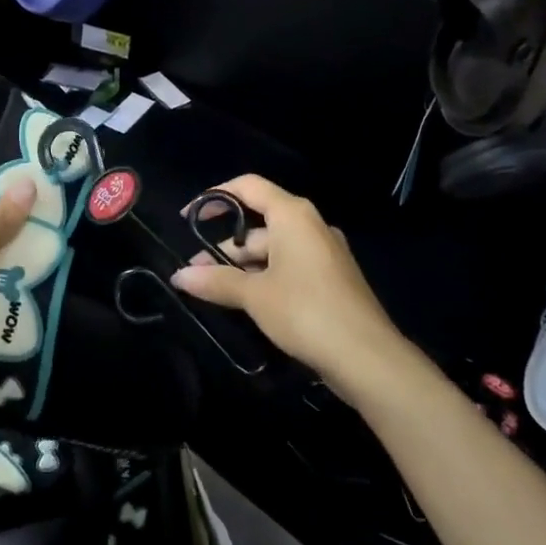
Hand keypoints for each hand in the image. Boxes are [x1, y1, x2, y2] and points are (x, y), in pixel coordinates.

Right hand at [171, 175, 401, 392]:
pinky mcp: (330, 279)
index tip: (188, 217)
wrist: (368, 358)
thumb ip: (215, 281)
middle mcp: (310, 226)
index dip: (215, 196)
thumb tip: (178, 275)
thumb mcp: (254, 295)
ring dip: (242, 267)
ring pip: (272, 250)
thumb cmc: (306, 311)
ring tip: (213, 292)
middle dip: (224, 247)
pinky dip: (264, 278)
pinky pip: (289, 267)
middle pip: (257, 224)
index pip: (248, 186)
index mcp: (293, 215)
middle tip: (195, 273)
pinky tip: (246, 303)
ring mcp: (324, 253)